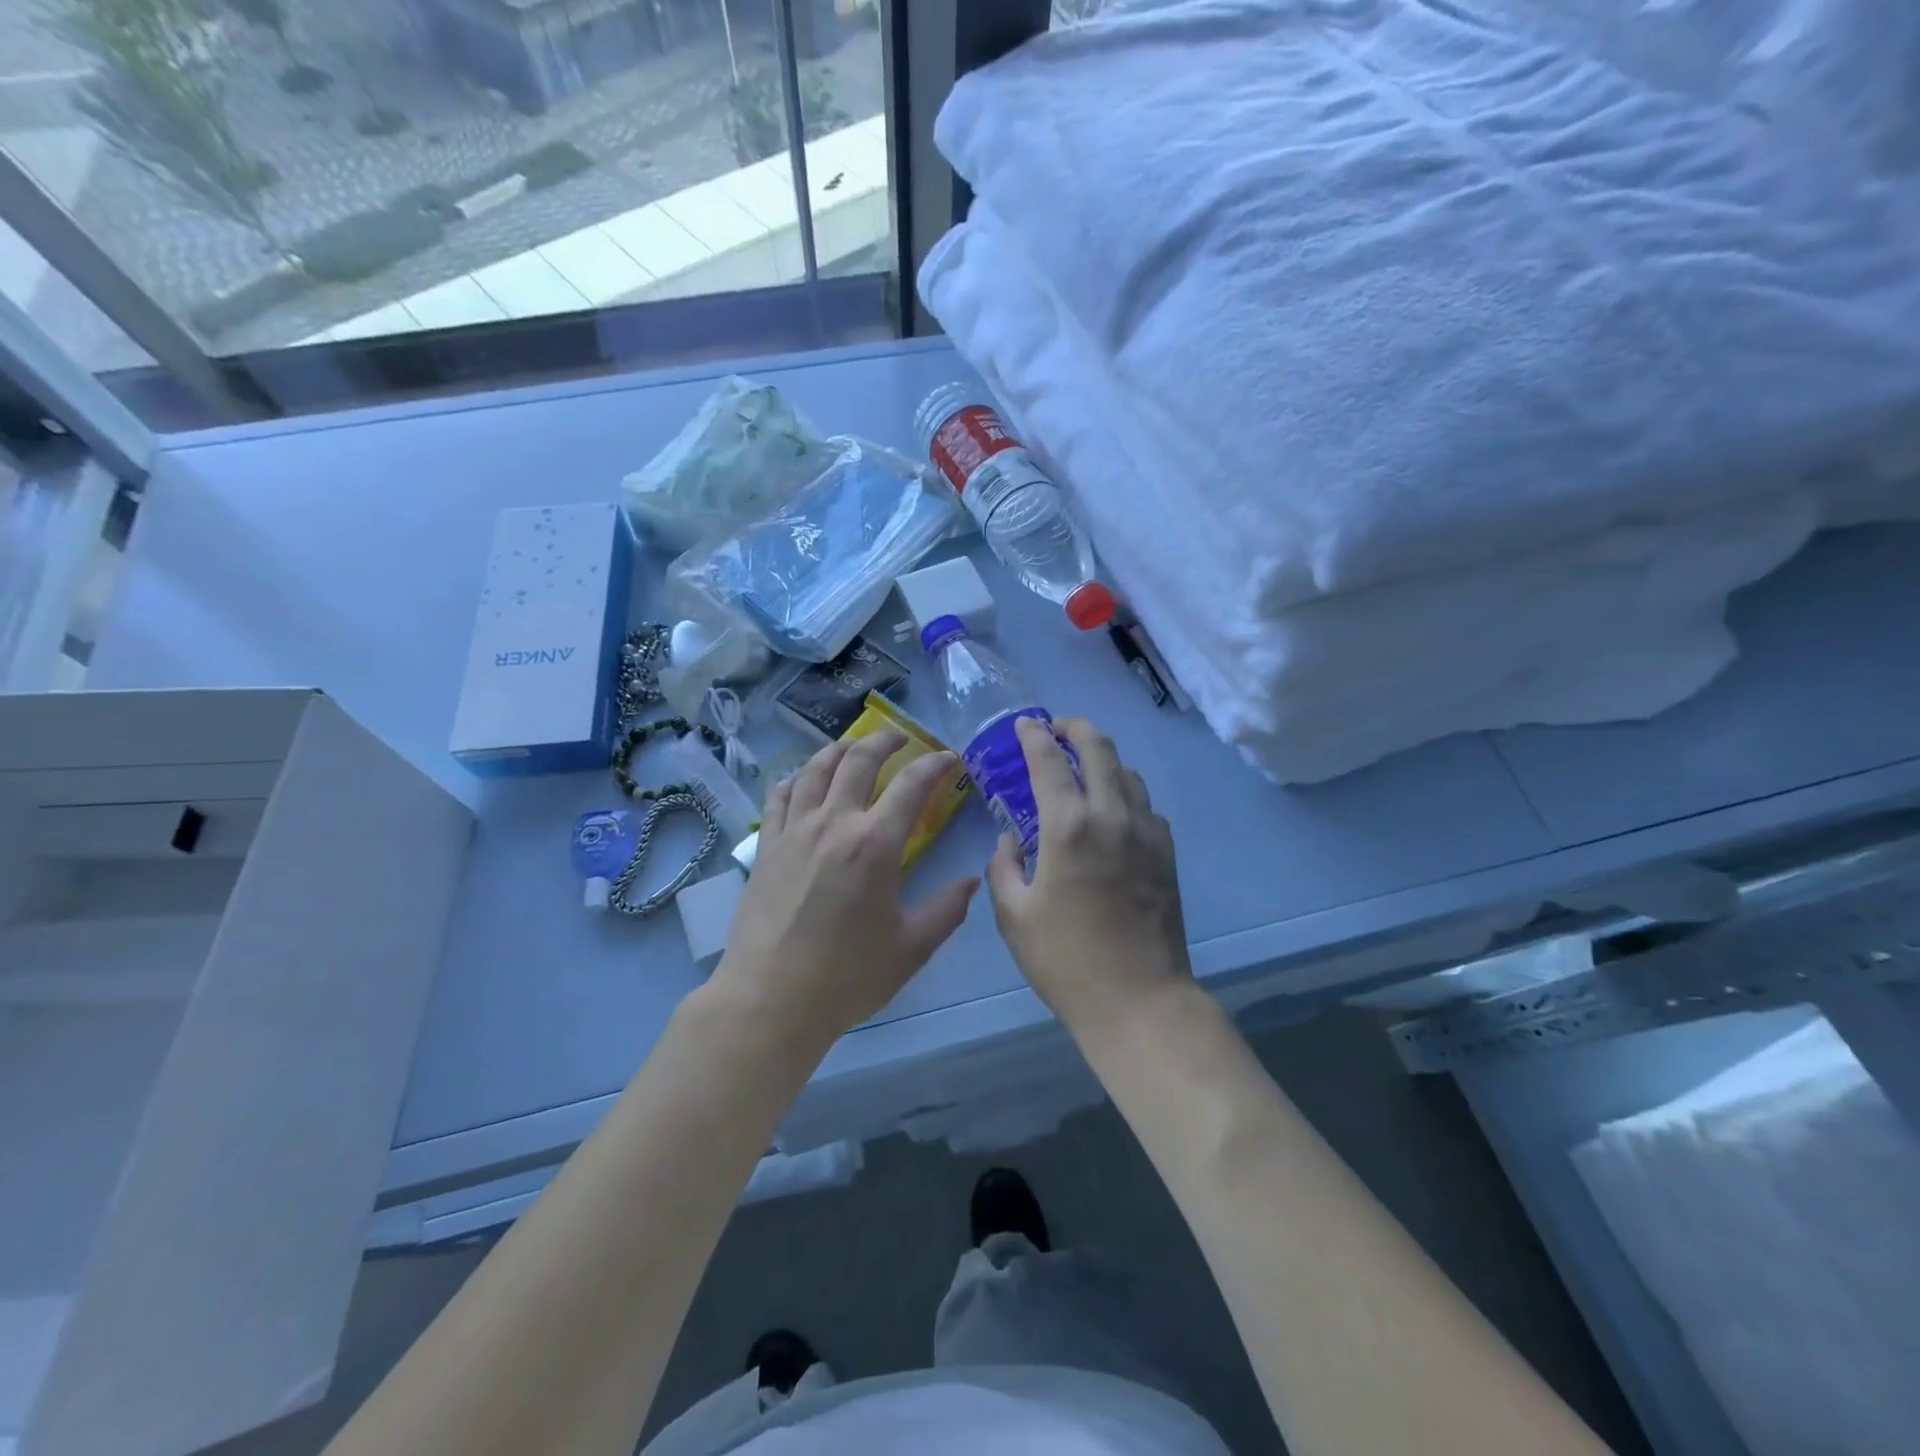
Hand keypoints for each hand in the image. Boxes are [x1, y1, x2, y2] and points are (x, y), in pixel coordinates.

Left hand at [711, 731, 979, 1043]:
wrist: (771, 1000)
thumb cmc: (847, 977)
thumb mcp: (912, 948)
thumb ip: (947, 909)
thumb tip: (971, 881)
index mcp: (875, 843)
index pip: (911, 784)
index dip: (935, 764)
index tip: (949, 758)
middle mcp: (833, 823)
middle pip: (858, 759)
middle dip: (885, 740)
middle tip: (901, 739)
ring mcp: (794, 831)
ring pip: (814, 769)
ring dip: (839, 749)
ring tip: (853, 747)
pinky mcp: (766, 847)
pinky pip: (778, 797)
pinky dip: (795, 778)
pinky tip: (801, 779)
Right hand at [986, 717, 1191, 1030]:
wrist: (1139, 1000)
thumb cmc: (1065, 959)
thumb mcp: (1014, 916)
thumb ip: (1004, 868)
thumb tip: (1010, 841)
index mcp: (1069, 827)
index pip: (1049, 761)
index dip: (1034, 736)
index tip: (1024, 725)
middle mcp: (1112, 816)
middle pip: (1099, 749)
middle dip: (1075, 728)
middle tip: (1057, 728)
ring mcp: (1147, 833)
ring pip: (1128, 773)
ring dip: (1103, 759)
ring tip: (1083, 767)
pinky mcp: (1166, 853)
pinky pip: (1145, 805)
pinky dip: (1125, 793)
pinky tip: (1112, 812)